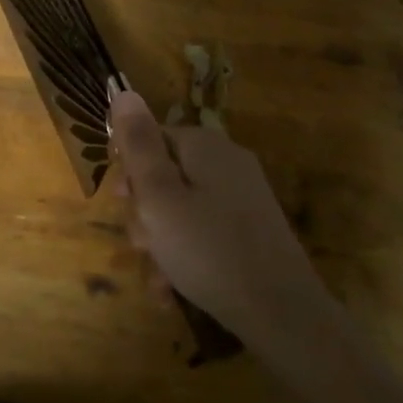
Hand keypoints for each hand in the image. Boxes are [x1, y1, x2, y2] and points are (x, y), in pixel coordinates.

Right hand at [109, 90, 336, 355]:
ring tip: (158, 278)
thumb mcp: (159, 196)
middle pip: (166, 174)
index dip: (129, 169)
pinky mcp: (251, 228)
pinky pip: (204, 230)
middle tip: (141, 244)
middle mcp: (227, 162)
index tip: (122, 203)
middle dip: (145, 211)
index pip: (151, 137)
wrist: (281, 311)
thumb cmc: (207, 249)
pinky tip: (172, 289)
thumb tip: (123, 91)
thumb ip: (138, 145)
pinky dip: (185, 254)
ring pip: (181, 208)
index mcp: (205, 146)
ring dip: (160, 240)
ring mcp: (243, 196)